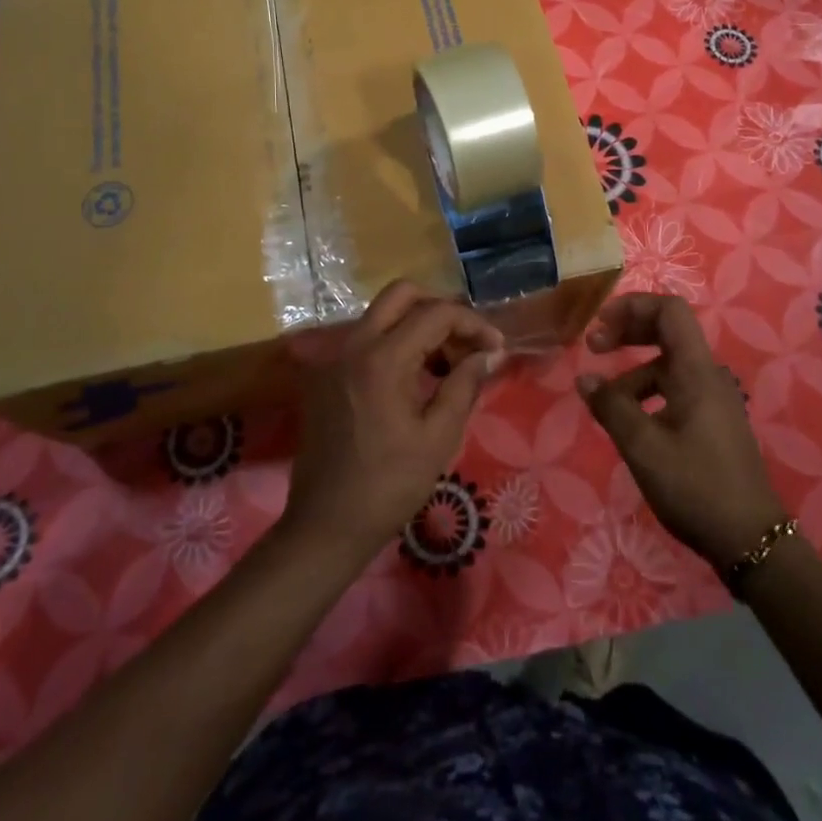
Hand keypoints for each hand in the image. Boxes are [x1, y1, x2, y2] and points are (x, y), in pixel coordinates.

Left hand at [284, 281, 504, 564]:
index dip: (473, 323)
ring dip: (418, 326)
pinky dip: (395, 344)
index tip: (495, 347)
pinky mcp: (326, 375)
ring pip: (382, 315)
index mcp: (382, 359)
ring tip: (447, 366)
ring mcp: (334, 358)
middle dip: (440, 310)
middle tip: (465, 343)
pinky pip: (366, 340)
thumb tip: (488, 354)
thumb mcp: (438, 437)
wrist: (325, 525)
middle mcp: (353, 345)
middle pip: (401, 294)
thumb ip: (464, 385)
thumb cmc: (389, 486)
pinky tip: (415, 380)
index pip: (436, 313)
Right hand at [577, 293, 791, 568]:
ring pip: (667, 365)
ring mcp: (712, 400)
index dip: (632, 306)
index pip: (669, 310)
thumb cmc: (696, 486)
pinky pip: (674, 390)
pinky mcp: (712, 423)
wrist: (751, 541)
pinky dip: (646, 393)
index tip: (599, 325)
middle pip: (667, 331)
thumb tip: (585, 379)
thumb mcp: (643, 447)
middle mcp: (707, 376)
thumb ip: (611, 407)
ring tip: (603, 401)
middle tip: (593, 347)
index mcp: (696, 371)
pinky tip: (629, 422)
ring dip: (632, 371)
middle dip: (628, 331)